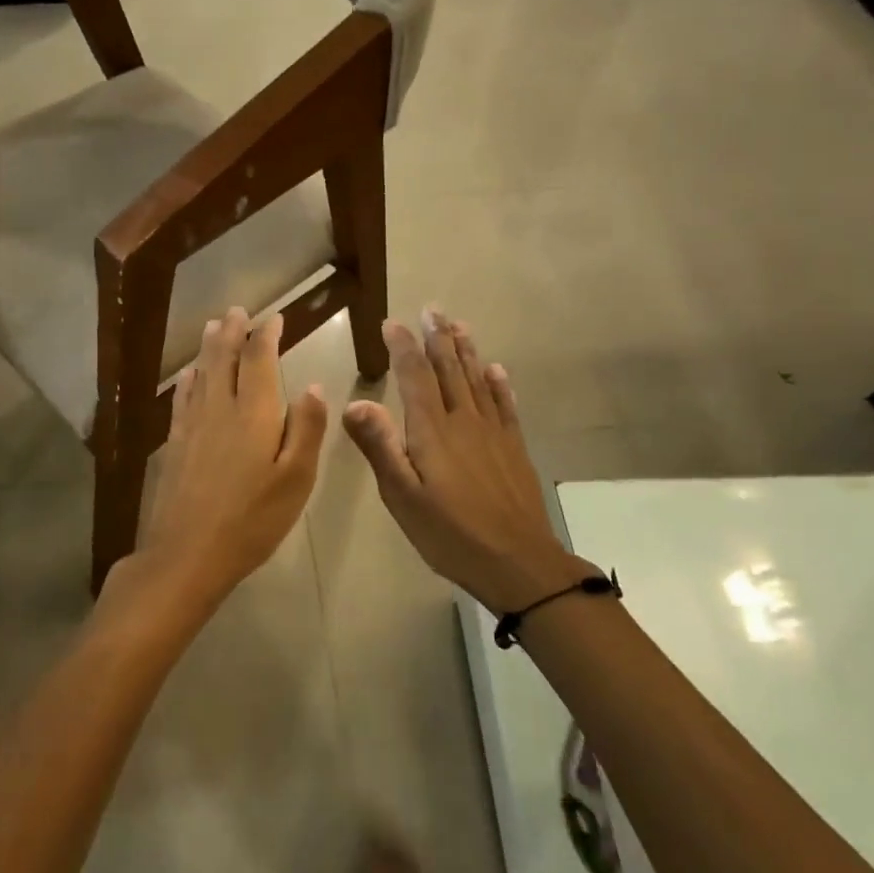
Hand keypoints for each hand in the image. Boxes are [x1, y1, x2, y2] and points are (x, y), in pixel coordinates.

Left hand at [108, 307, 327, 631]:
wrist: (188, 553)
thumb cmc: (252, 519)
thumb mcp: (296, 479)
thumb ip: (306, 429)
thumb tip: (314, 386)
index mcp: (253, 413)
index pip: (258, 359)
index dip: (265, 334)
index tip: (274, 317)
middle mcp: (219, 408)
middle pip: (224, 358)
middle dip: (232, 331)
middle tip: (236, 310)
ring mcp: (192, 425)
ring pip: (201, 373)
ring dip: (208, 347)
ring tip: (213, 327)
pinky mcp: (174, 444)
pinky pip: (182, 399)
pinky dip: (188, 380)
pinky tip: (188, 376)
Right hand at [342, 311, 597, 613]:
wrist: (519, 563)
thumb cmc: (451, 534)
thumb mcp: (403, 497)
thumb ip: (380, 448)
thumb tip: (354, 403)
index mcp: (433, 432)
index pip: (415, 378)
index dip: (403, 348)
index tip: (393, 323)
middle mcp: (464, 422)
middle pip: (450, 370)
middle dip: (437, 338)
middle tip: (432, 309)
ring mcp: (494, 434)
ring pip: (477, 381)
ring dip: (466, 351)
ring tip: (458, 325)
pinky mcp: (514, 449)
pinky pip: (505, 406)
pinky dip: (499, 384)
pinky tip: (496, 370)